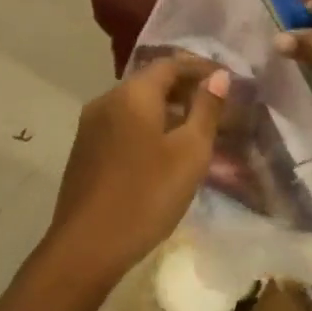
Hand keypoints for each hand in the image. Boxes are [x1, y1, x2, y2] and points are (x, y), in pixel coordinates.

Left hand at [41, 57, 230, 289]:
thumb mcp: (190, 153)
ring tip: (195, 129)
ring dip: (166, 109)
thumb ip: (206, 110)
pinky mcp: (85, 149)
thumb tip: (219, 76)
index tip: (226, 80)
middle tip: (216, 106)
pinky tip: (163, 150)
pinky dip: (147, 126)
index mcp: (132, 94)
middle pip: (150, 81)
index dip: (200, 68)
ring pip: (135, 104)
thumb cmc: (146, 196)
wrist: (86, 247)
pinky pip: (122, 124)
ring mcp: (90, 125)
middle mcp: (106, 100)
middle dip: (184, 88)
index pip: (170, 63)